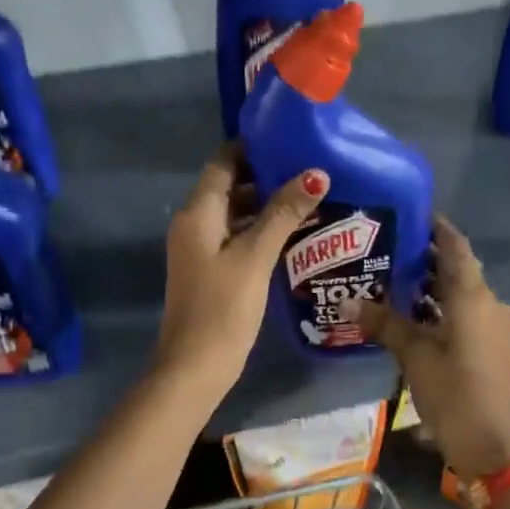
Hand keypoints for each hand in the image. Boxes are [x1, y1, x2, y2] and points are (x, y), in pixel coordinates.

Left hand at [156, 145, 327, 400]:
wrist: (194, 368)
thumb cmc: (223, 309)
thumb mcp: (255, 257)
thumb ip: (283, 213)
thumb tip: (315, 173)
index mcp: (198, 214)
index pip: (222, 162)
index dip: (252, 148)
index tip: (290, 140)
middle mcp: (193, 225)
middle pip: (229, 188)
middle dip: (266, 177)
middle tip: (310, 171)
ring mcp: (200, 250)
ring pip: (235, 215)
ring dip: (266, 207)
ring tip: (310, 200)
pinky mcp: (210, 272)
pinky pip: (236, 239)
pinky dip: (260, 232)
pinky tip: (292, 236)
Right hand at [349, 217, 509, 478]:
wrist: (490, 444)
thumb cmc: (453, 392)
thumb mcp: (413, 356)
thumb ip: (384, 324)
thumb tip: (348, 303)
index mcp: (473, 297)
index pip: (457, 247)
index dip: (438, 228)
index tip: (412, 214)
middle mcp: (489, 304)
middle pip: (459, 269)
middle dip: (429, 258)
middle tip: (391, 248)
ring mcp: (494, 326)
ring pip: (462, 293)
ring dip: (434, 285)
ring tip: (396, 279)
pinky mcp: (491, 346)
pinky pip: (466, 313)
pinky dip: (443, 308)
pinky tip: (415, 315)